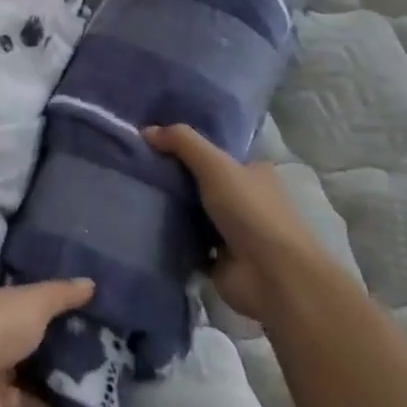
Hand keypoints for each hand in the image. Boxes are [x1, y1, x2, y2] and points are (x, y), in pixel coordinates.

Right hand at [146, 123, 324, 320]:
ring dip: (171, 209)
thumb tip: (146, 130)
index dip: (188, 146)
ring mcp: (234, 233)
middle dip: (174, 178)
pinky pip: (188, 243)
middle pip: (202, 183)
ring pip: (194, 213)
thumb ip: (181, 142)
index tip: (154, 142)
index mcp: (253, 173)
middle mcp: (246, 200)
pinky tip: (144, 226)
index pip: (217, 153)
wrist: (272, 276)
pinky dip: (171, 238)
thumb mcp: (215, 164)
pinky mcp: (220, 261)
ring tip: (133, 193)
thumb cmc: (250, 211)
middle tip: (137, 168)